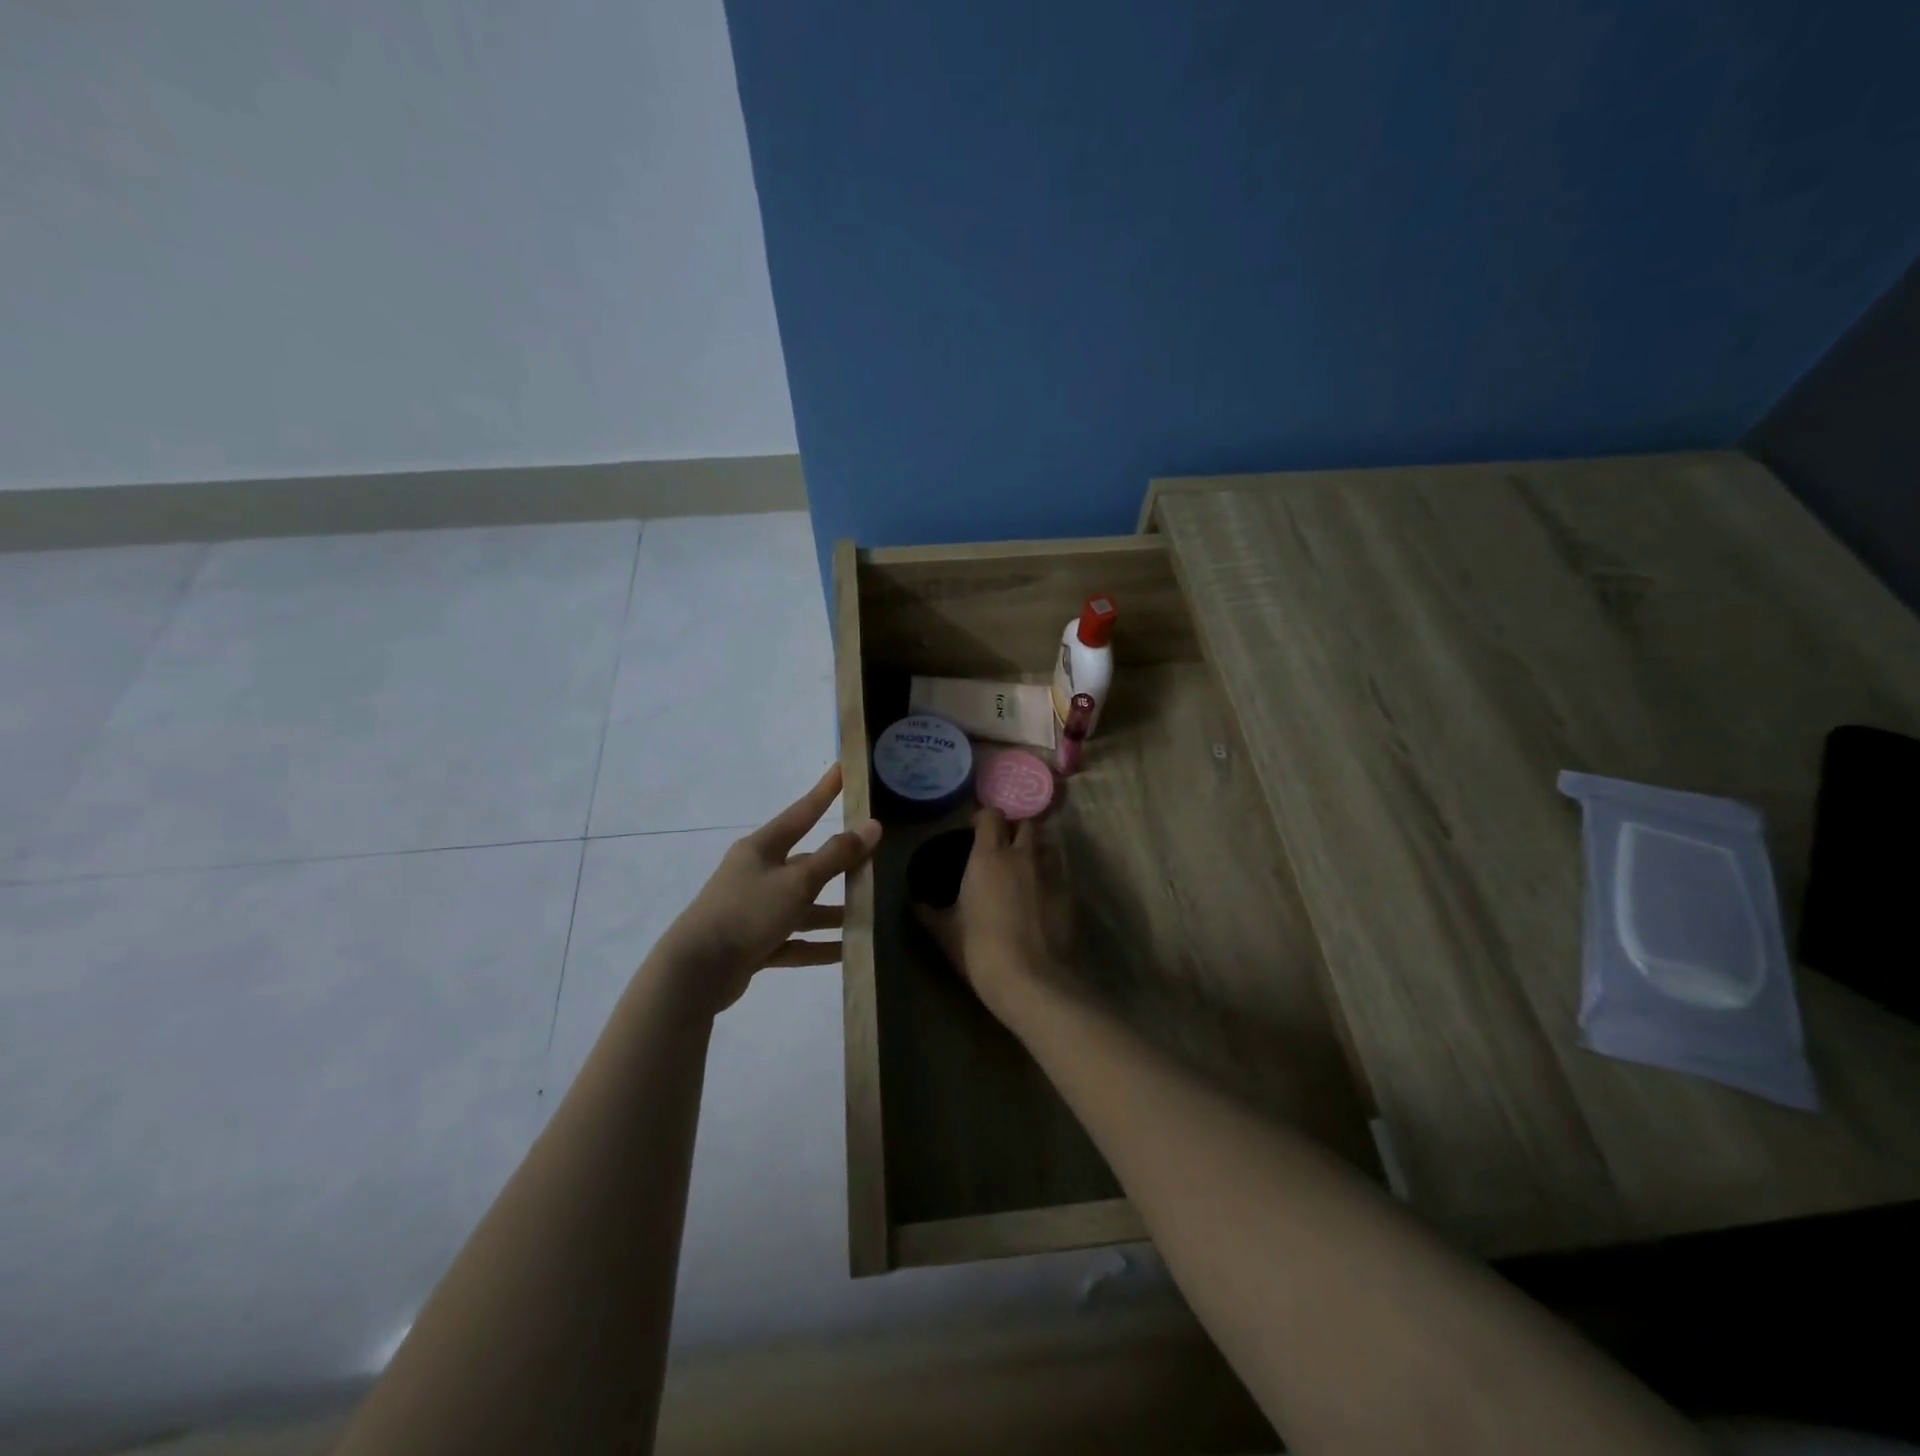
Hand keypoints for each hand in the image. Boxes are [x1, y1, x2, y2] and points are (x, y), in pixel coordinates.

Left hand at [655, 764, 880, 1015]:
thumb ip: (836, 856)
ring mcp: (754, 911)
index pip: (801, 813)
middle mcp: (757, 874)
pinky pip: (794, 942)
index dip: (824, 792)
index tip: (844, 769)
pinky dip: (818, 946)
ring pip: (802, 906)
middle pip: (806, 864)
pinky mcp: (754, 944)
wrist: (695, 972)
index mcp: (761, 850)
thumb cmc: (746, 913)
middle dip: (839, 865)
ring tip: (869, 914)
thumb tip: (872, 826)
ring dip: (832, 912)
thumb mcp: (797, 882)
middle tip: (874, 861)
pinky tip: (848, 952)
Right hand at [913, 808, 1067, 1016]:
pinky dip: (1051, 873)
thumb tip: (914, 904)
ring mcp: (1051, 873)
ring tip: (1025, 864)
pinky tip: (1041, 892)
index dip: (983, 819)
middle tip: (1002, 846)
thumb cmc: (980, 950)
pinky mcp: (1070, 893)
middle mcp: (1022, 855)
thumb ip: (928, 913)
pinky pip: (1060, 871)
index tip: (973, 832)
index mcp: (989, 857)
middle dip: (1014, 829)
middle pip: (1025, 823)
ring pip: (1047, 843)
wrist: (1032, 981)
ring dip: (1036, 847)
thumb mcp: (945, 933)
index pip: (991, 816)